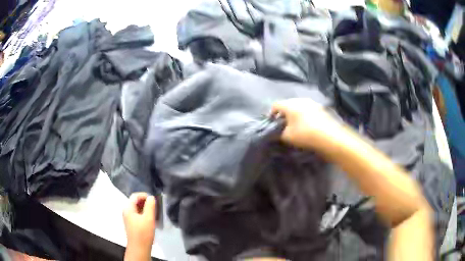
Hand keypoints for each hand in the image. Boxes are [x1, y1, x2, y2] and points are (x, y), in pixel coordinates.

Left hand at [123, 192, 155, 259]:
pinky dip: (144, 214)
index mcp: (128, 208)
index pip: (135, 196)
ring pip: (137, 208)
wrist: (139, 248)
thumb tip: (151, 197)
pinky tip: (151, 220)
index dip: (145, 195)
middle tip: (155, 207)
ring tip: (154, 213)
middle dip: (146, 202)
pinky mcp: (132, 223)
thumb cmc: (143, 232)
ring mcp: (128, 218)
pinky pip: (137, 214)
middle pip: (135, 201)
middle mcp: (126, 211)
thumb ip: (150, 206)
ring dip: (146, 209)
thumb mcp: (149, 218)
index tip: (154, 200)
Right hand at [271, 98, 342, 149]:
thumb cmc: (304, 134)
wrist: (329, 136)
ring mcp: (312, 102)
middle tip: (283, 124)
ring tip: (295, 125)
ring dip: (295, 114)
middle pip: (287, 104)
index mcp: (290, 104)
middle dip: (284, 114)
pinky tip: (307, 125)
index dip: (271, 113)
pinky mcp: (320, 108)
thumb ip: (278, 133)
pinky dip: (304, 115)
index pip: (275, 105)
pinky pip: (308, 109)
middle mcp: (300, 100)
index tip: (272, 123)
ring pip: (299, 106)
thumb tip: (275, 132)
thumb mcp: (287, 137)